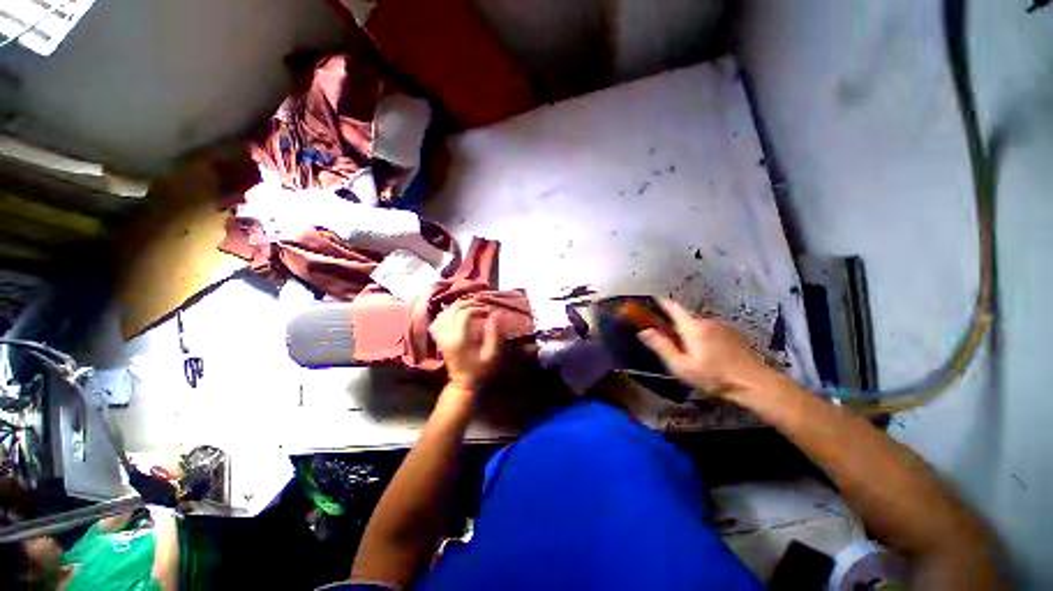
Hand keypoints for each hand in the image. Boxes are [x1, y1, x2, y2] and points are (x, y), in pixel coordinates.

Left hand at [430, 300, 500, 390]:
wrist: (462, 383)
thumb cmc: (479, 370)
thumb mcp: (491, 354)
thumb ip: (493, 333)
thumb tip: (496, 314)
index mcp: (459, 339)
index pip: (464, 314)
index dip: (477, 308)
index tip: (488, 311)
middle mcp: (447, 335)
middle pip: (453, 309)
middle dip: (468, 303)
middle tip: (481, 305)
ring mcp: (441, 336)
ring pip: (445, 312)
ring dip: (458, 306)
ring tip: (472, 306)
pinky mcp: (439, 338)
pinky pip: (440, 319)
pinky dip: (449, 312)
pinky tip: (459, 313)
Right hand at [638, 298, 773, 398]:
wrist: (756, 385)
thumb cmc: (714, 377)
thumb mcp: (682, 366)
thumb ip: (662, 346)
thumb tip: (643, 331)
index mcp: (692, 327)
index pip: (672, 306)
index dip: (660, 300)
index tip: (650, 297)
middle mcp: (707, 320)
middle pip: (685, 317)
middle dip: (674, 323)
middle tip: (666, 337)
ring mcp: (723, 326)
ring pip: (698, 324)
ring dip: (690, 331)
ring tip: (688, 349)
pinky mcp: (733, 333)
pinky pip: (711, 329)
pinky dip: (703, 335)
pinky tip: (707, 352)